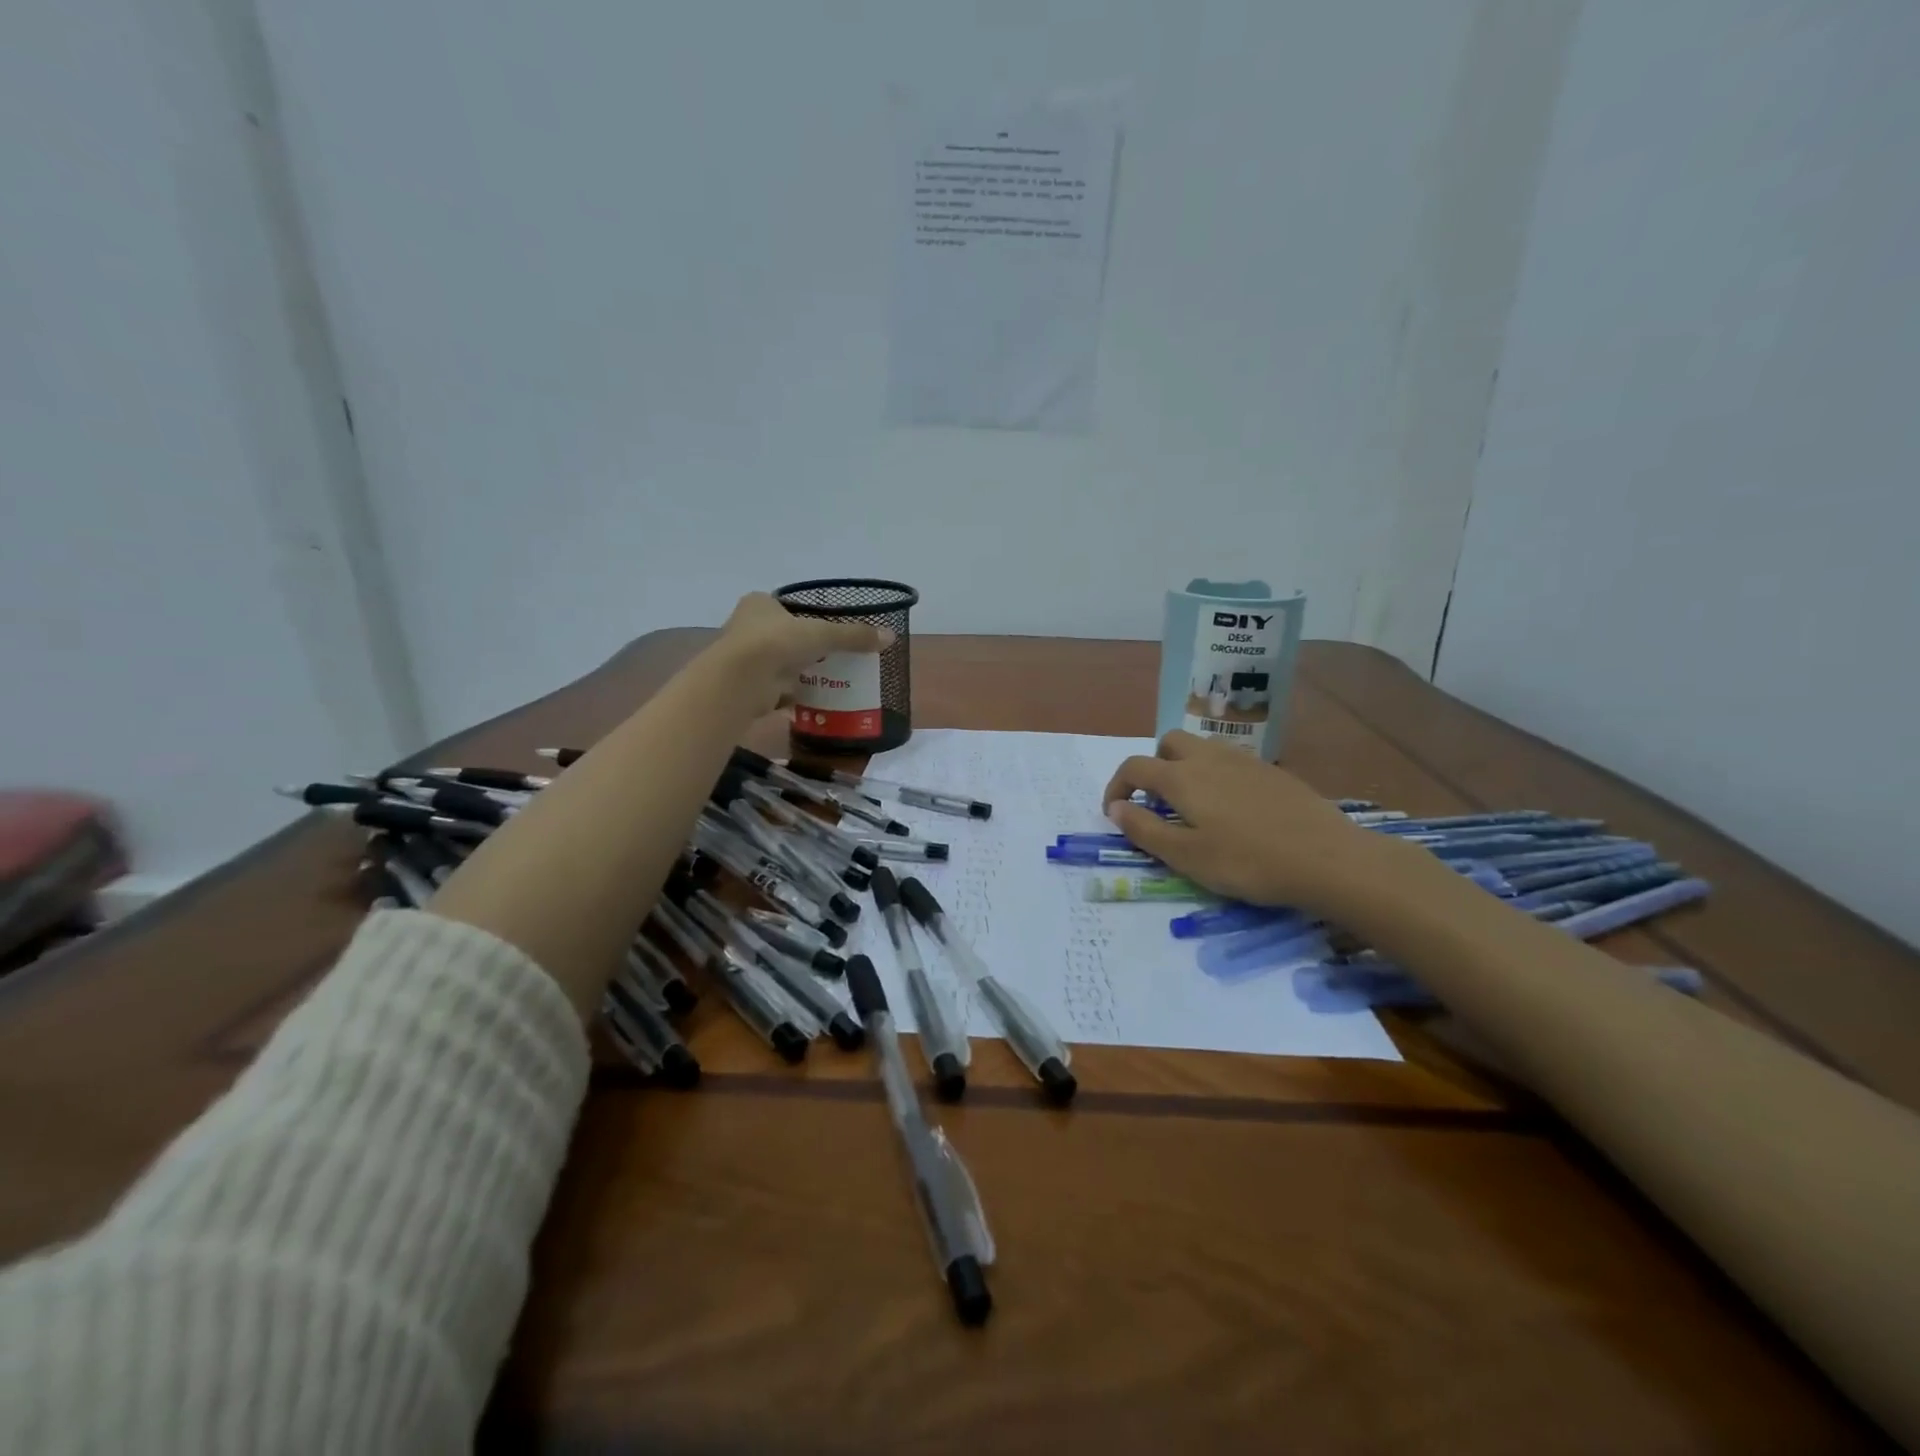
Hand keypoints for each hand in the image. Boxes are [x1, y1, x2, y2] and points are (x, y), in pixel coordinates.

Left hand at [708, 592, 890, 716]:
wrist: (742, 679)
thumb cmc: (778, 642)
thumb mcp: (823, 634)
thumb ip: (854, 635)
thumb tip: (890, 636)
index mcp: (759, 604)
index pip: (785, 607)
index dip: (805, 616)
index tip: (826, 629)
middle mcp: (747, 627)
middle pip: (783, 636)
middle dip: (804, 647)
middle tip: (834, 656)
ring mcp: (745, 659)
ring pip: (779, 663)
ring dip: (799, 671)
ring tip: (830, 679)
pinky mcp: (748, 687)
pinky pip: (776, 690)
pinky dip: (792, 694)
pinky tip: (814, 700)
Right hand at [1102, 731, 1407, 917]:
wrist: (1327, 858)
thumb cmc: (1247, 862)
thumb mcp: (1186, 856)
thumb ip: (1144, 829)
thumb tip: (1115, 808)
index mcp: (1182, 777)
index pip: (1135, 767)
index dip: (1116, 786)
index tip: (1115, 812)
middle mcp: (1209, 758)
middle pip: (1168, 742)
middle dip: (1153, 765)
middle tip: (1158, 802)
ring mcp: (1245, 761)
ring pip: (1203, 748)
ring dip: (1186, 767)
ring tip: (1194, 806)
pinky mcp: (1273, 772)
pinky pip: (1232, 761)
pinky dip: (1217, 776)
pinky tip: (1234, 810)